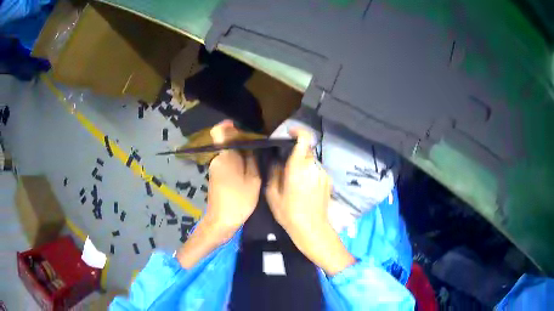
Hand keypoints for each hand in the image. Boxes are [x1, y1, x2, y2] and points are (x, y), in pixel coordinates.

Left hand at [177, 120, 260, 267]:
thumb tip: (251, 146)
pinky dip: (236, 165)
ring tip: (255, 166)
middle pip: (227, 143)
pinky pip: (226, 163)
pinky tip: (246, 176)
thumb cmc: (239, 200)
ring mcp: (214, 168)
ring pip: (228, 155)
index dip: (227, 126)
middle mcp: (216, 159)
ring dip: (240, 157)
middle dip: (241, 145)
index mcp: (225, 156)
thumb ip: (252, 160)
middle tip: (258, 152)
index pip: (218, 132)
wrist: (221, 221)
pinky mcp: (214, 177)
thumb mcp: (253, 180)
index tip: (240, 127)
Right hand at [266, 128, 354, 275]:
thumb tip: (277, 161)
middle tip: (285, 167)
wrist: (312, 229)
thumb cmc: (289, 212)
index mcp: (299, 166)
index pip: (305, 139)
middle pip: (306, 151)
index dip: (298, 131)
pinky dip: (309, 174)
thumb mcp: (272, 194)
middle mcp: (314, 166)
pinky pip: (316, 171)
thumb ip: (274, 172)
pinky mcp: (328, 182)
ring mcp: (323, 174)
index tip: (290, 133)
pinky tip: (303, 190)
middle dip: (296, 154)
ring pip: (311, 162)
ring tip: (294, 182)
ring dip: (302, 166)